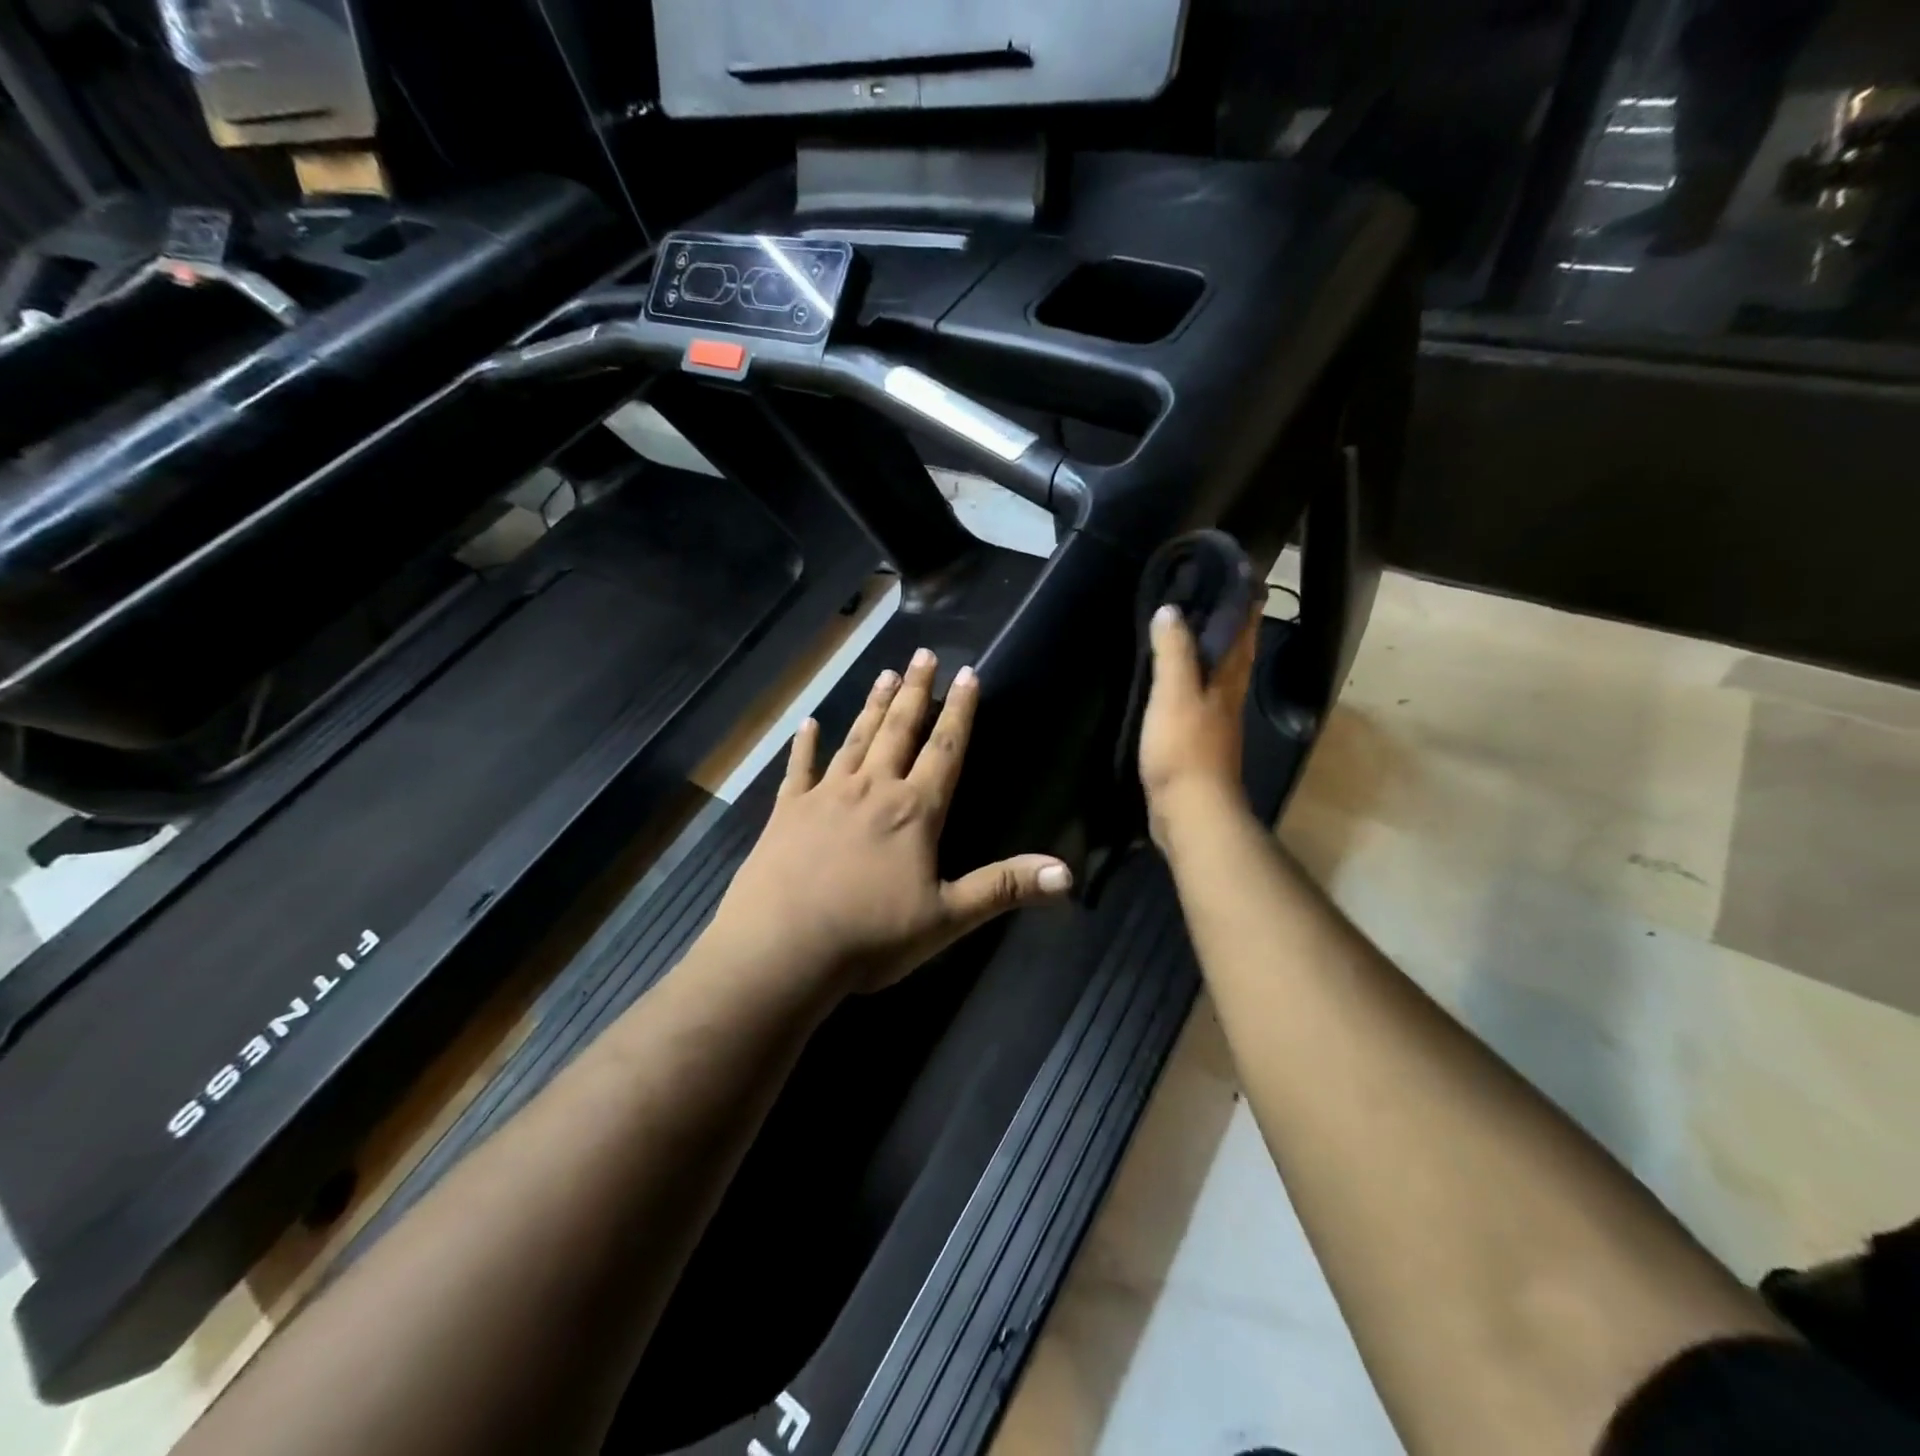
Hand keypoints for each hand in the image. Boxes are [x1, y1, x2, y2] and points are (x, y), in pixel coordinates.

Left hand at [708, 648, 1073, 995]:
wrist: (782, 950)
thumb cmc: (870, 936)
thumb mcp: (947, 919)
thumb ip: (1004, 887)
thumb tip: (1068, 874)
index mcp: (914, 811)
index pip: (945, 749)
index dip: (960, 711)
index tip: (967, 673)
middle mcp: (872, 789)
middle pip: (899, 730)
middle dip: (915, 691)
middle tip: (922, 654)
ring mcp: (825, 796)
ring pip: (855, 739)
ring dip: (872, 707)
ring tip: (884, 673)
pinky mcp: (786, 812)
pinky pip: (798, 769)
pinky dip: (804, 745)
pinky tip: (807, 723)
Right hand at [1138, 602, 1262, 847]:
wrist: (1191, 811)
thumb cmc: (1184, 749)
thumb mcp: (1174, 694)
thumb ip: (1174, 652)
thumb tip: (1171, 609)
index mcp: (1228, 680)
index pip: (1243, 632)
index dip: (1244, 605)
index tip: (1240, 577)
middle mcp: (1229, 696)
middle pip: (1235, 654)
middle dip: (1230, 626)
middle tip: (1213, 598)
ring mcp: (1216, 722)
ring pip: (1218, 677)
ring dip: (1211, 653)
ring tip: (1192, 631)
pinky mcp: (1198, 743)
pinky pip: (1198, 700)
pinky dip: (1191, 682)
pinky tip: (1176, 683)